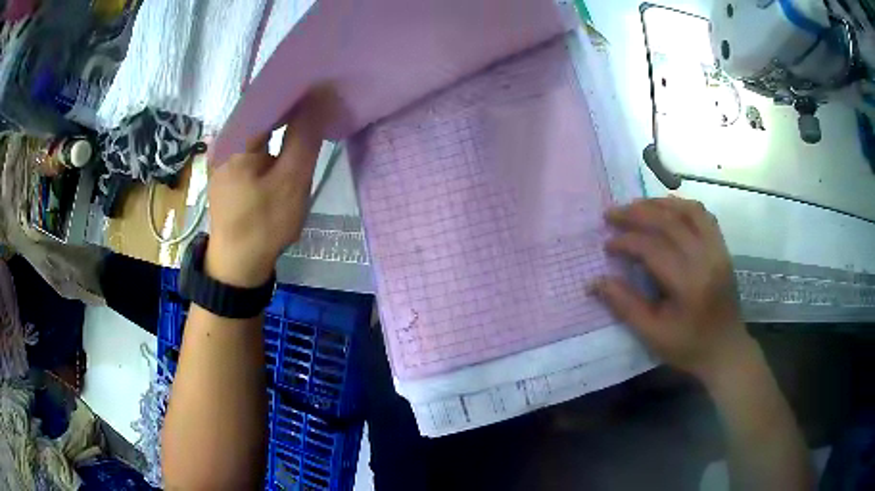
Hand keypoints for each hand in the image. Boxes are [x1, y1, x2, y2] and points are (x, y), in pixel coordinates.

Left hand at [206, 87, 337, 286]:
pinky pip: (252, 141)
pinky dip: (272, 136)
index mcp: (235, 137)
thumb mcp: (291, 180)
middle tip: (322, 100)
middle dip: (291, 104)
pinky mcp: (227, 168)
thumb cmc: (264, 224)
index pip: (268, 96)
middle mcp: (224, 139)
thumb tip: (320, 96)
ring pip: (257, 125)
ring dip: (282, 120)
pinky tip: (289, 138)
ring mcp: (223, 154)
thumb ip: (305, 135)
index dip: (297, 88)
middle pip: (261, 109)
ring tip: (310, 115)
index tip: (323, 86)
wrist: (237, 267)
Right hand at [592, 197, 752, 381]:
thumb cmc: (688, 347)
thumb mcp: (652, 335)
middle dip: (637, 214)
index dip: (626, 242)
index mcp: (688, 284)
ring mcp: (718, 250)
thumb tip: (595, 282)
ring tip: (636, 206)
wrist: (726, 350)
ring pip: (688, 211)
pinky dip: (682, 207)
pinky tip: (666, 210)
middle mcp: (706, 259)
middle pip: (669, 222)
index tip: (607, 245)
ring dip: (659, 204)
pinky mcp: (722, 249)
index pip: (653, 248)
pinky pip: (703, 216)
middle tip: (612, 214)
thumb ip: (625, 305)